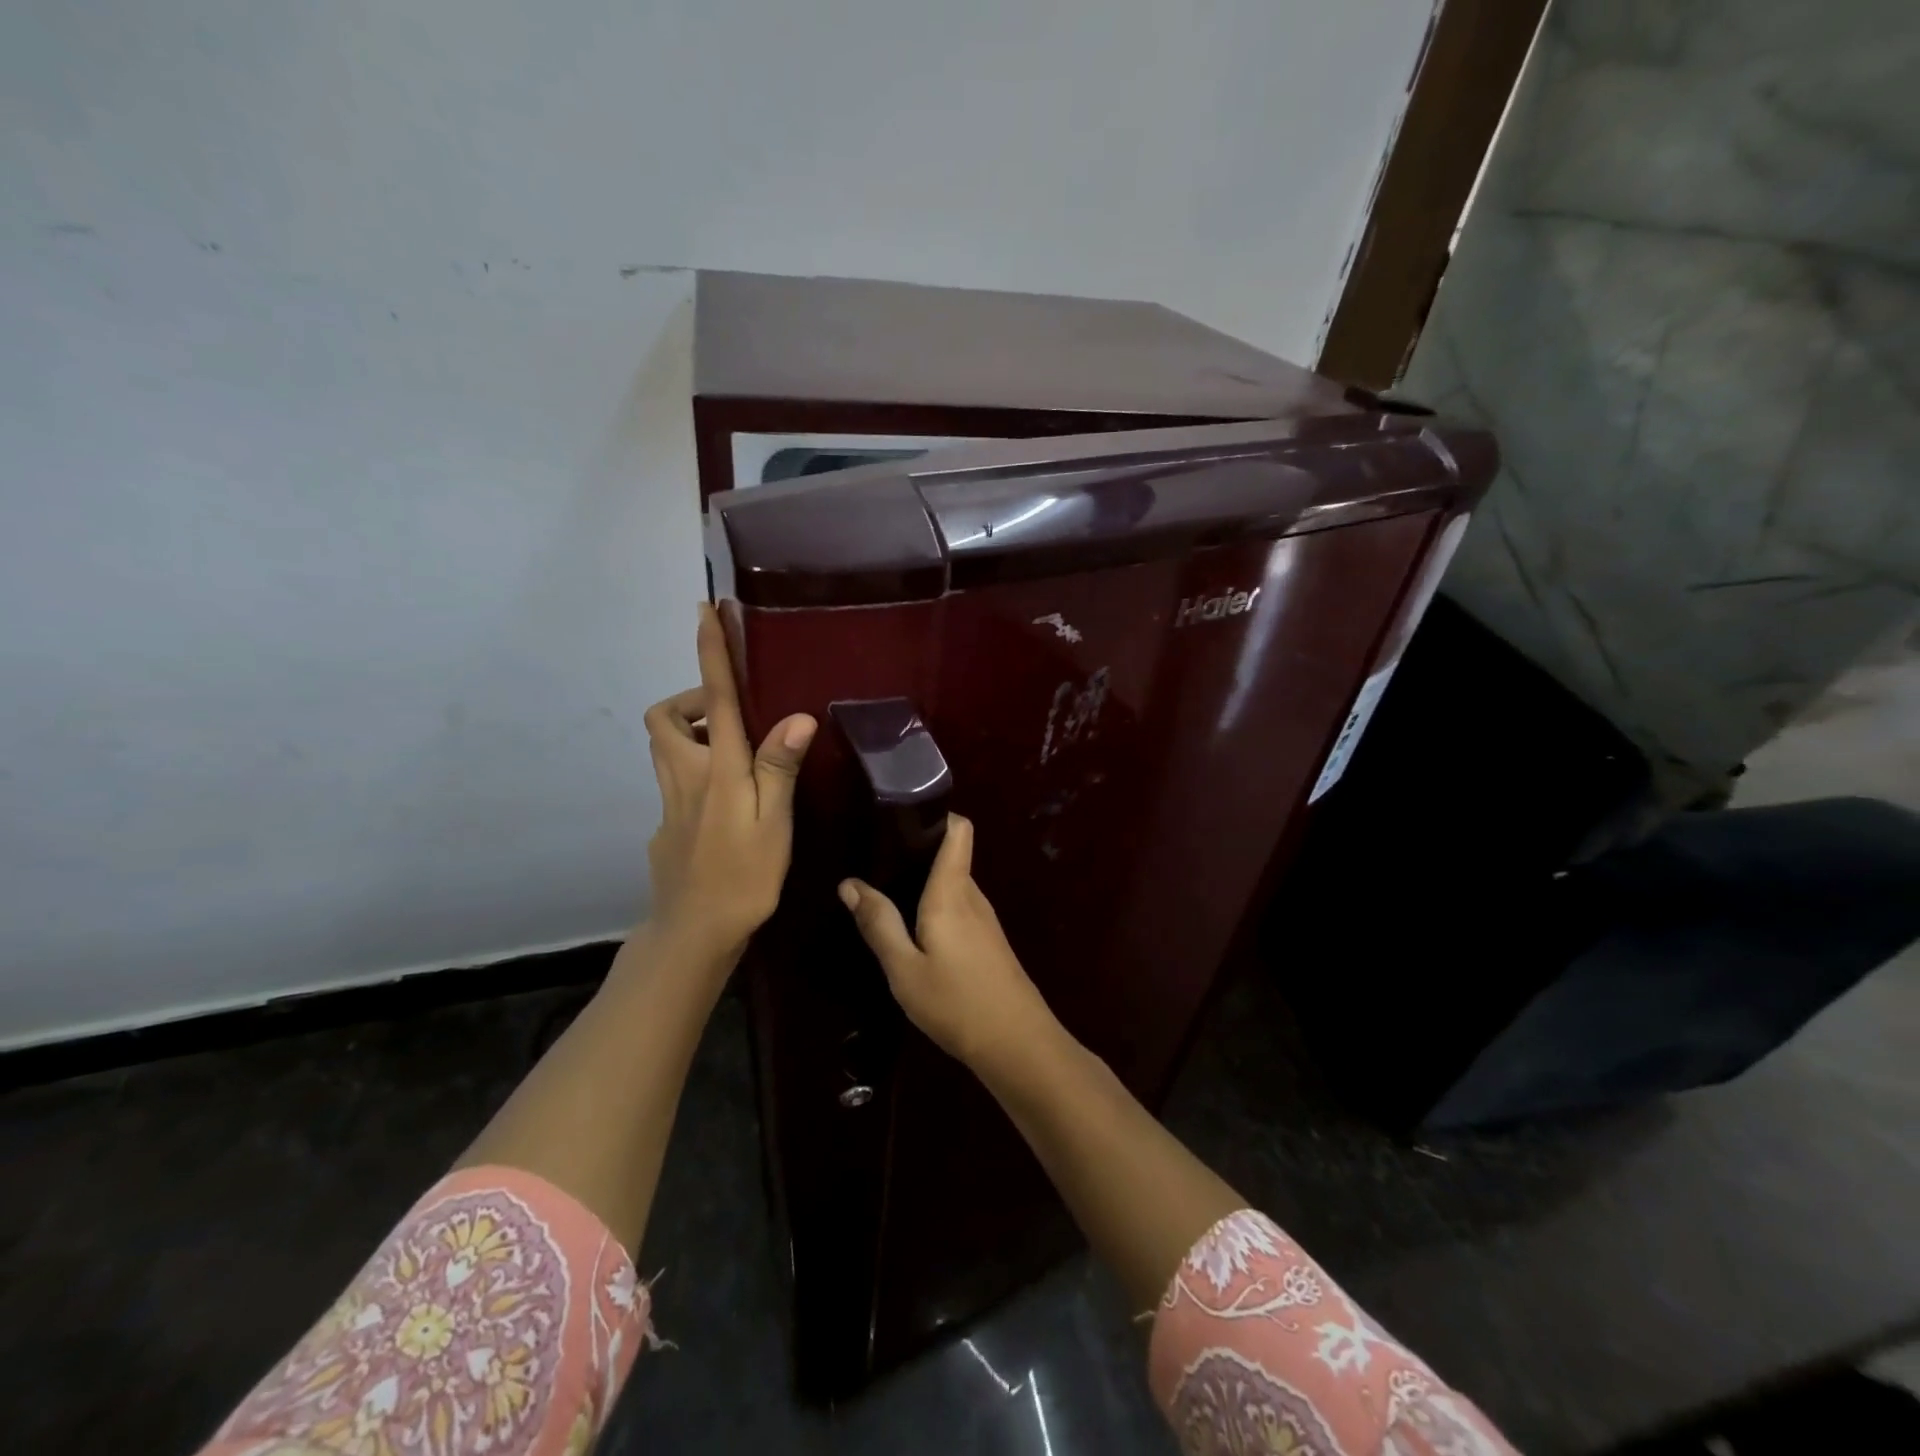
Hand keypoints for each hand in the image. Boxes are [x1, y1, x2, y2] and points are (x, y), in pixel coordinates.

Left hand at [643, 604, 816, 958]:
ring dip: (689, 734)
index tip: (703, 610)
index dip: (709, 652)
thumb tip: (796, 715)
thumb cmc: (743, 877)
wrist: (694, 933)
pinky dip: (694, 774)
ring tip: (734, 755)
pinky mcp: (664, 826)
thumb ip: (779, 768)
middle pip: (663, 717)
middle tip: (729, 718)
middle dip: (688, 701)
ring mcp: (669, 802)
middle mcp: (685, 776)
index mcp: (718, 769)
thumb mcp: (773, 824)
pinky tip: (726, 807)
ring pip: (663, 748)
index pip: (712, 697)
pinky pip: (673, 782)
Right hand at [838, 815, 1059, 1075]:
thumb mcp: (904, 968)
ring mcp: (985, 919)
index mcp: (952, 891)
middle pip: (950, 855)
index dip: (937, 814)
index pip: (959, 830)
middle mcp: (973, 895)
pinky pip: (958, 907)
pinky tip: (913, 929)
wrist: (1018, 1045)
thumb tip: (850, 883)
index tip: (901, 817)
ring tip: (887, 892)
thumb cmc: (956, 1002)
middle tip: (876, 860)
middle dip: (917, 851)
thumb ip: (878, 923)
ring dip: (924, 883)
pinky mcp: (989, 941)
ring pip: (952, 884)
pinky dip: (935, 906)